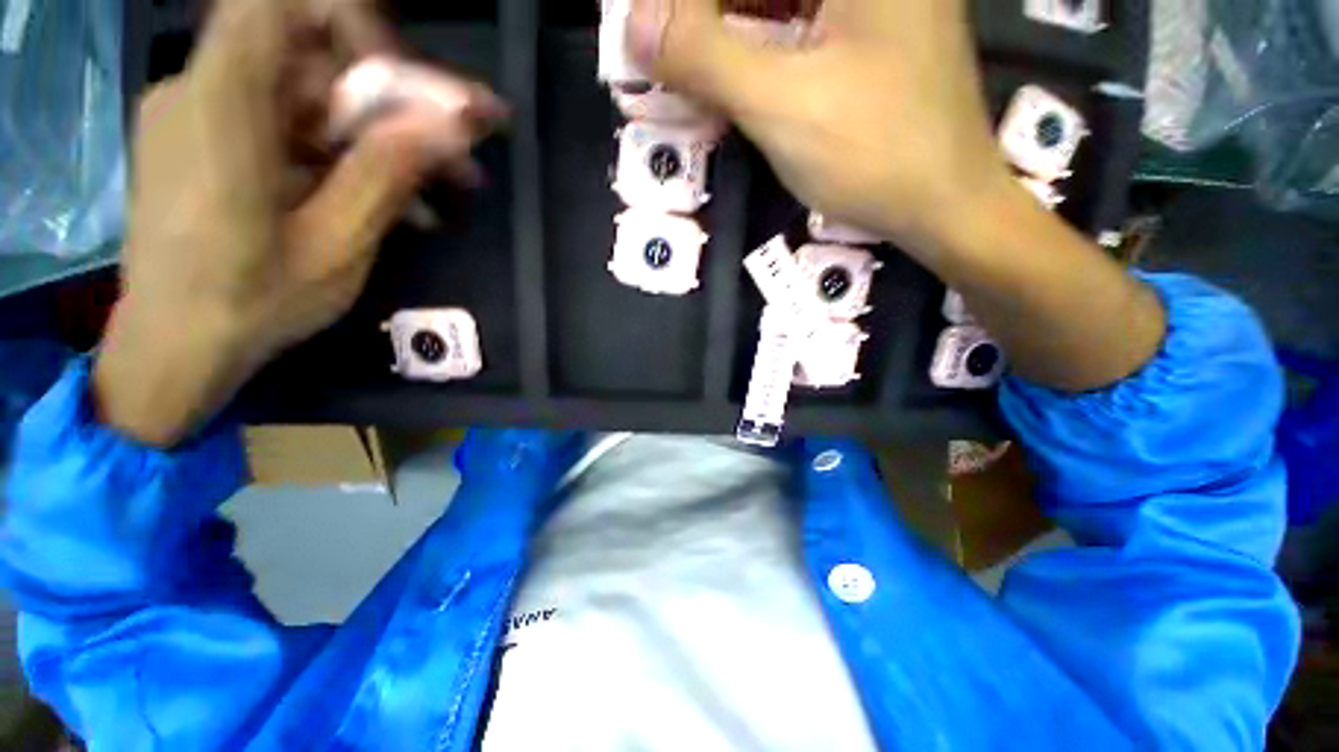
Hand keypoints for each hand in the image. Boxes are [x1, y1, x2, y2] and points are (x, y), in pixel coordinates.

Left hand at [95, 0, 504, 446]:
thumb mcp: (336, 245)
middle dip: (394, 101)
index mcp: (221, 107)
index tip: (402, 80)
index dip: (350, 22)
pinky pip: (289, 127)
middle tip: (459, 152)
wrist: (173, 348)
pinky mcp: (211, 143)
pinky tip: (392, 201)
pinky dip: (345, 154)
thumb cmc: (250, 305)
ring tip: (443, 188)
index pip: (278, 3)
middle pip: (310, 58)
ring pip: (309, 98)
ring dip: (381, 136)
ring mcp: (203, 116)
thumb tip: (449, 124)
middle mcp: (202, 91)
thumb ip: (386, 173)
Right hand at [629, 0, 1014, 252]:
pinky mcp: (871, 34)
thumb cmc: (873, 156)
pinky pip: (801, 22)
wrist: (945, 206)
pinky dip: (759, 45)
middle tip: (662, 49)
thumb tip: (634, 25)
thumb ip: (706, 59)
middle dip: (707, 16)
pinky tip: (731, 74)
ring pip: (780, 1)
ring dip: (728, 30)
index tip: (652, 30)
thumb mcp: (782, 106)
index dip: (692, 3)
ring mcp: (875, 1)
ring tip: (687, 66)